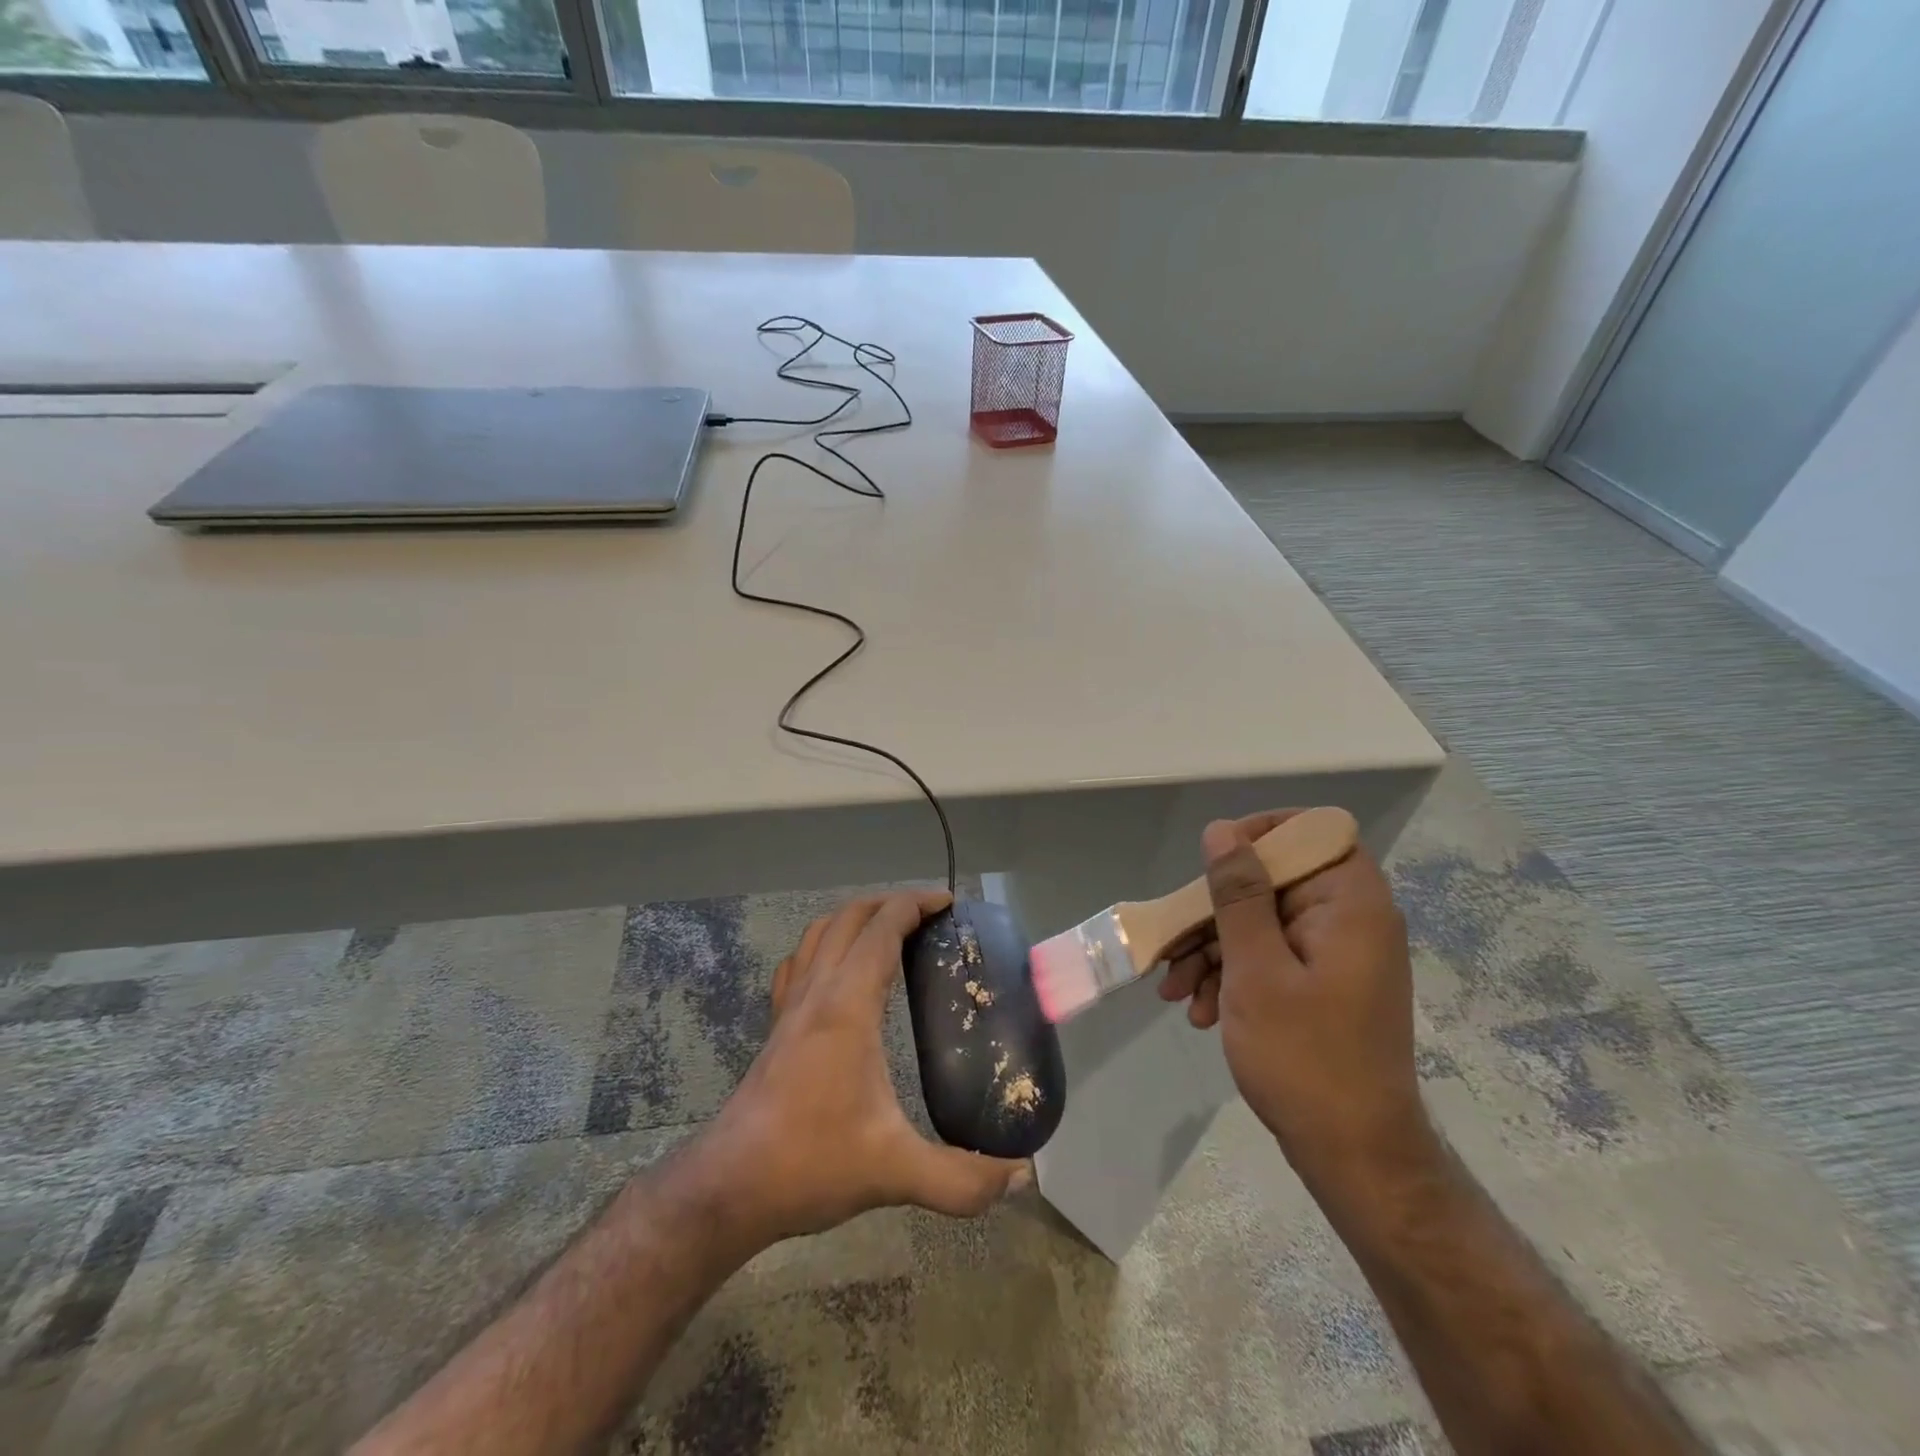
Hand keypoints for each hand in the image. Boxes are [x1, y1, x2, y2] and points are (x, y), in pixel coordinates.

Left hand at [694, 891, 1027, 1247]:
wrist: (730, 1186)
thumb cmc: (811, 1163)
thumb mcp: (895, 1172)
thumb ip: (962, 1180)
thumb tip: (1021, 1177)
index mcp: (847, 1005)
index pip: (882, 929)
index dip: (915, 905)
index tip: (948, 903)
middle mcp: (816, 991)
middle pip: (850, 918)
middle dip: (890, 903)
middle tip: (928, 915)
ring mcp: (790, 1006)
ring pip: (819, 933)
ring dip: (856, 918)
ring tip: (889, 931)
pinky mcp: (775, 1025)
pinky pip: (799, 962)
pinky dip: (824, 945)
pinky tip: (837, 970)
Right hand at [1160, 812, 1433, 1193]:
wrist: (1354, 1157)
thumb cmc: (1305, 1057)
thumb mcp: (1256, 969)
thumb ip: (1238, 894)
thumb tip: (1222, 830)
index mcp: (1350, 904)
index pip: (1312, 831)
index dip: (1261, 834)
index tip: (1214, 863)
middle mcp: (1349, 919)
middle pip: (1273, 882)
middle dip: (1215, 913)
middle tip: (1171, 944)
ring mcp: (1335, 955)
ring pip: (1262, 922)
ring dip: (1212, 950)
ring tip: (1175, 991)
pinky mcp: (1321, 986)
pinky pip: (1269, 957)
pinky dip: (1231, 976)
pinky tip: (1197, 1010)